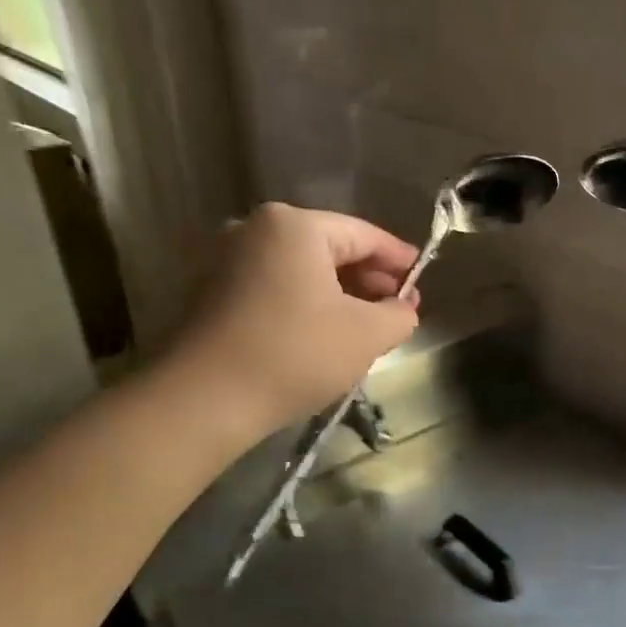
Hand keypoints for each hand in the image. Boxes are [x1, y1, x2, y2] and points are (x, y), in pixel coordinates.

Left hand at [154, 204, 420, 444]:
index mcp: (295, 226)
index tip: (422, 279)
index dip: (399, 258)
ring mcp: (227, 260)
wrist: (203, 399)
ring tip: (367, 325)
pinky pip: (275, 286)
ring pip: (301, 270)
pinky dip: (306, 303)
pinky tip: (324, 333)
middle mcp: (255, 229)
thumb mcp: (367, 335)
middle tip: (399, 309)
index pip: (364, 234)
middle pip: (330, 248)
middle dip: (369, 279)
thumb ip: (399, 314)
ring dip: (339, 293)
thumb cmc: (295, 353)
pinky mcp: (211, 292)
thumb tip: (403, 308)